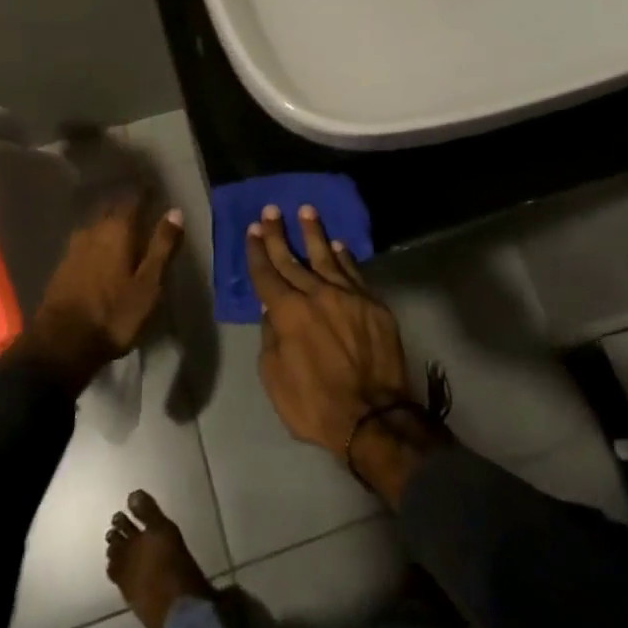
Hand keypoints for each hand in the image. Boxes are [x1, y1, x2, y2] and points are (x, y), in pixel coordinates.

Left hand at [25, 198, 183, 393]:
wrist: (61, 344)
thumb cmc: (114, 314)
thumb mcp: (149, 283)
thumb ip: (162, 246)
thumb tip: (175, 211)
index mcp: (117, 229)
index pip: (133, 199)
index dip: (145, 192)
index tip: (156, 189)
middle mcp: (93, 230)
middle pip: (112, 208)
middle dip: (127, 204)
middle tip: (143, 205)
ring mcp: (74, 247)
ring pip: (97, 224)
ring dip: (111, 222)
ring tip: (125, 227)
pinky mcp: (63, 265)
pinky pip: (86, 241)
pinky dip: (98, 240)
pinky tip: (103, 250)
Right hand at [247, 205, 436, 501]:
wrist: (374, 417)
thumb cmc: (316, 405)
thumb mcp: (275, 379)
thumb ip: (271, 338)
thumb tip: (272, 309)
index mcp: (288, 312)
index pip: (266, 274)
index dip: (257, 251)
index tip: (253, 230)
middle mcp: (316, 294)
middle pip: (292, 259)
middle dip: (278, 234)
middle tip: (271, 211)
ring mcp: (348, 296)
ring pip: (326, 256)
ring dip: (314, 233)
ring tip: (307, 210)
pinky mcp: (373, 304)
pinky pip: (354, 272)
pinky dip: (343, 257)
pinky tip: (337, 245)